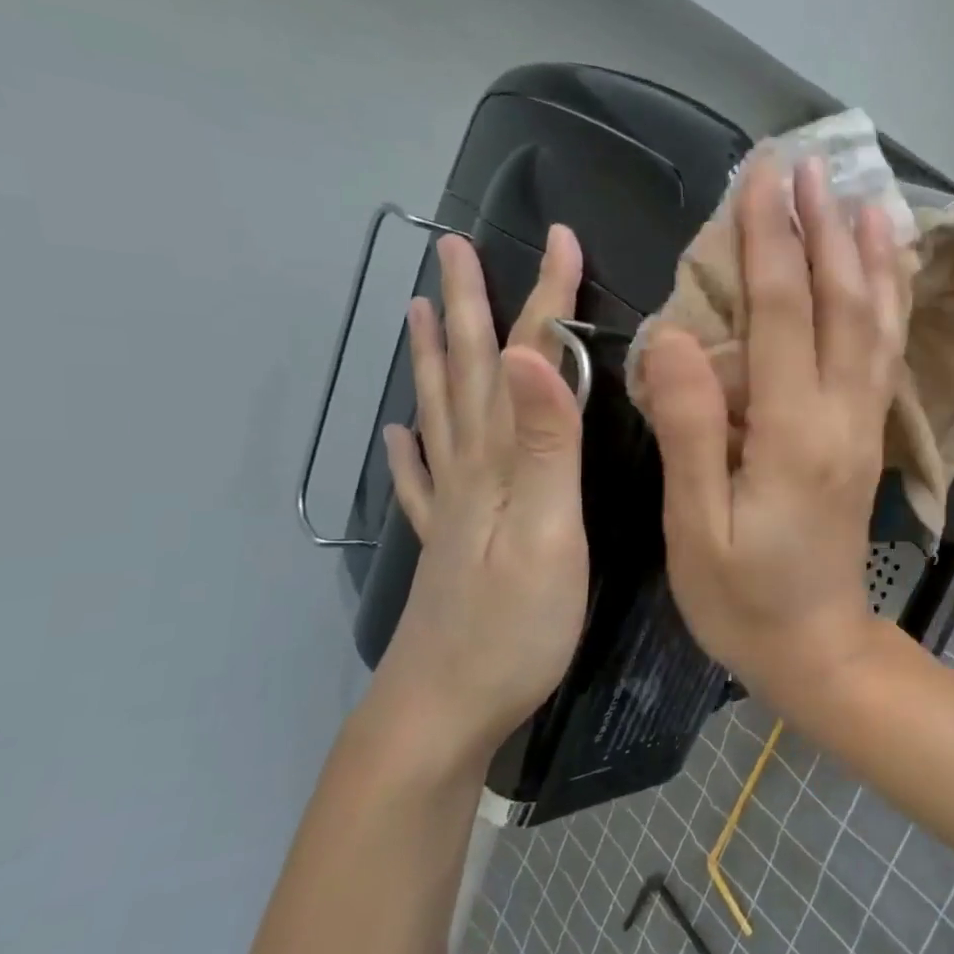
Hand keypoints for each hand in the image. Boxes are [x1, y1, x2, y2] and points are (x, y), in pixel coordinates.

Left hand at [377, 228, 588, 755]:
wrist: (444, 714)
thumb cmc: (515, 628)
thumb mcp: (549, 533)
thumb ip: (546, 446)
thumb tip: (528, 354)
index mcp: (502, 461)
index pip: (524, 360)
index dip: (543, 299)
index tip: (559, 239)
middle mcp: (469, 471)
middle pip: (468, 373)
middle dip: (470, 306)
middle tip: (455, 247)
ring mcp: (452, 508)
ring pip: (439, 414)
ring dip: (430, 358)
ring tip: (413, 309)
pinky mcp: (447, 544)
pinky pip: (420, 482)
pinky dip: (407, 450)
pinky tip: (394, 435)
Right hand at [641, 157, 906, 711]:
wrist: (818, 648)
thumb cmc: (743, 600)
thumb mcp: (695, 528)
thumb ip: (689, 430)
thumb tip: (674, 338)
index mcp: (793, 434)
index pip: (782, 315)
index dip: (769, 241)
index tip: (761, 177)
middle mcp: (841, 418)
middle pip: (841, 305)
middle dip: (822, 230)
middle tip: (808, 164)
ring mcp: (864, 427)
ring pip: (877, 325)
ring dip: (870, 257)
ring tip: (866, 197)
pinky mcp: (867, 439)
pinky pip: (884, 358)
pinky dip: (889, 305)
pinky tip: (887, 275)